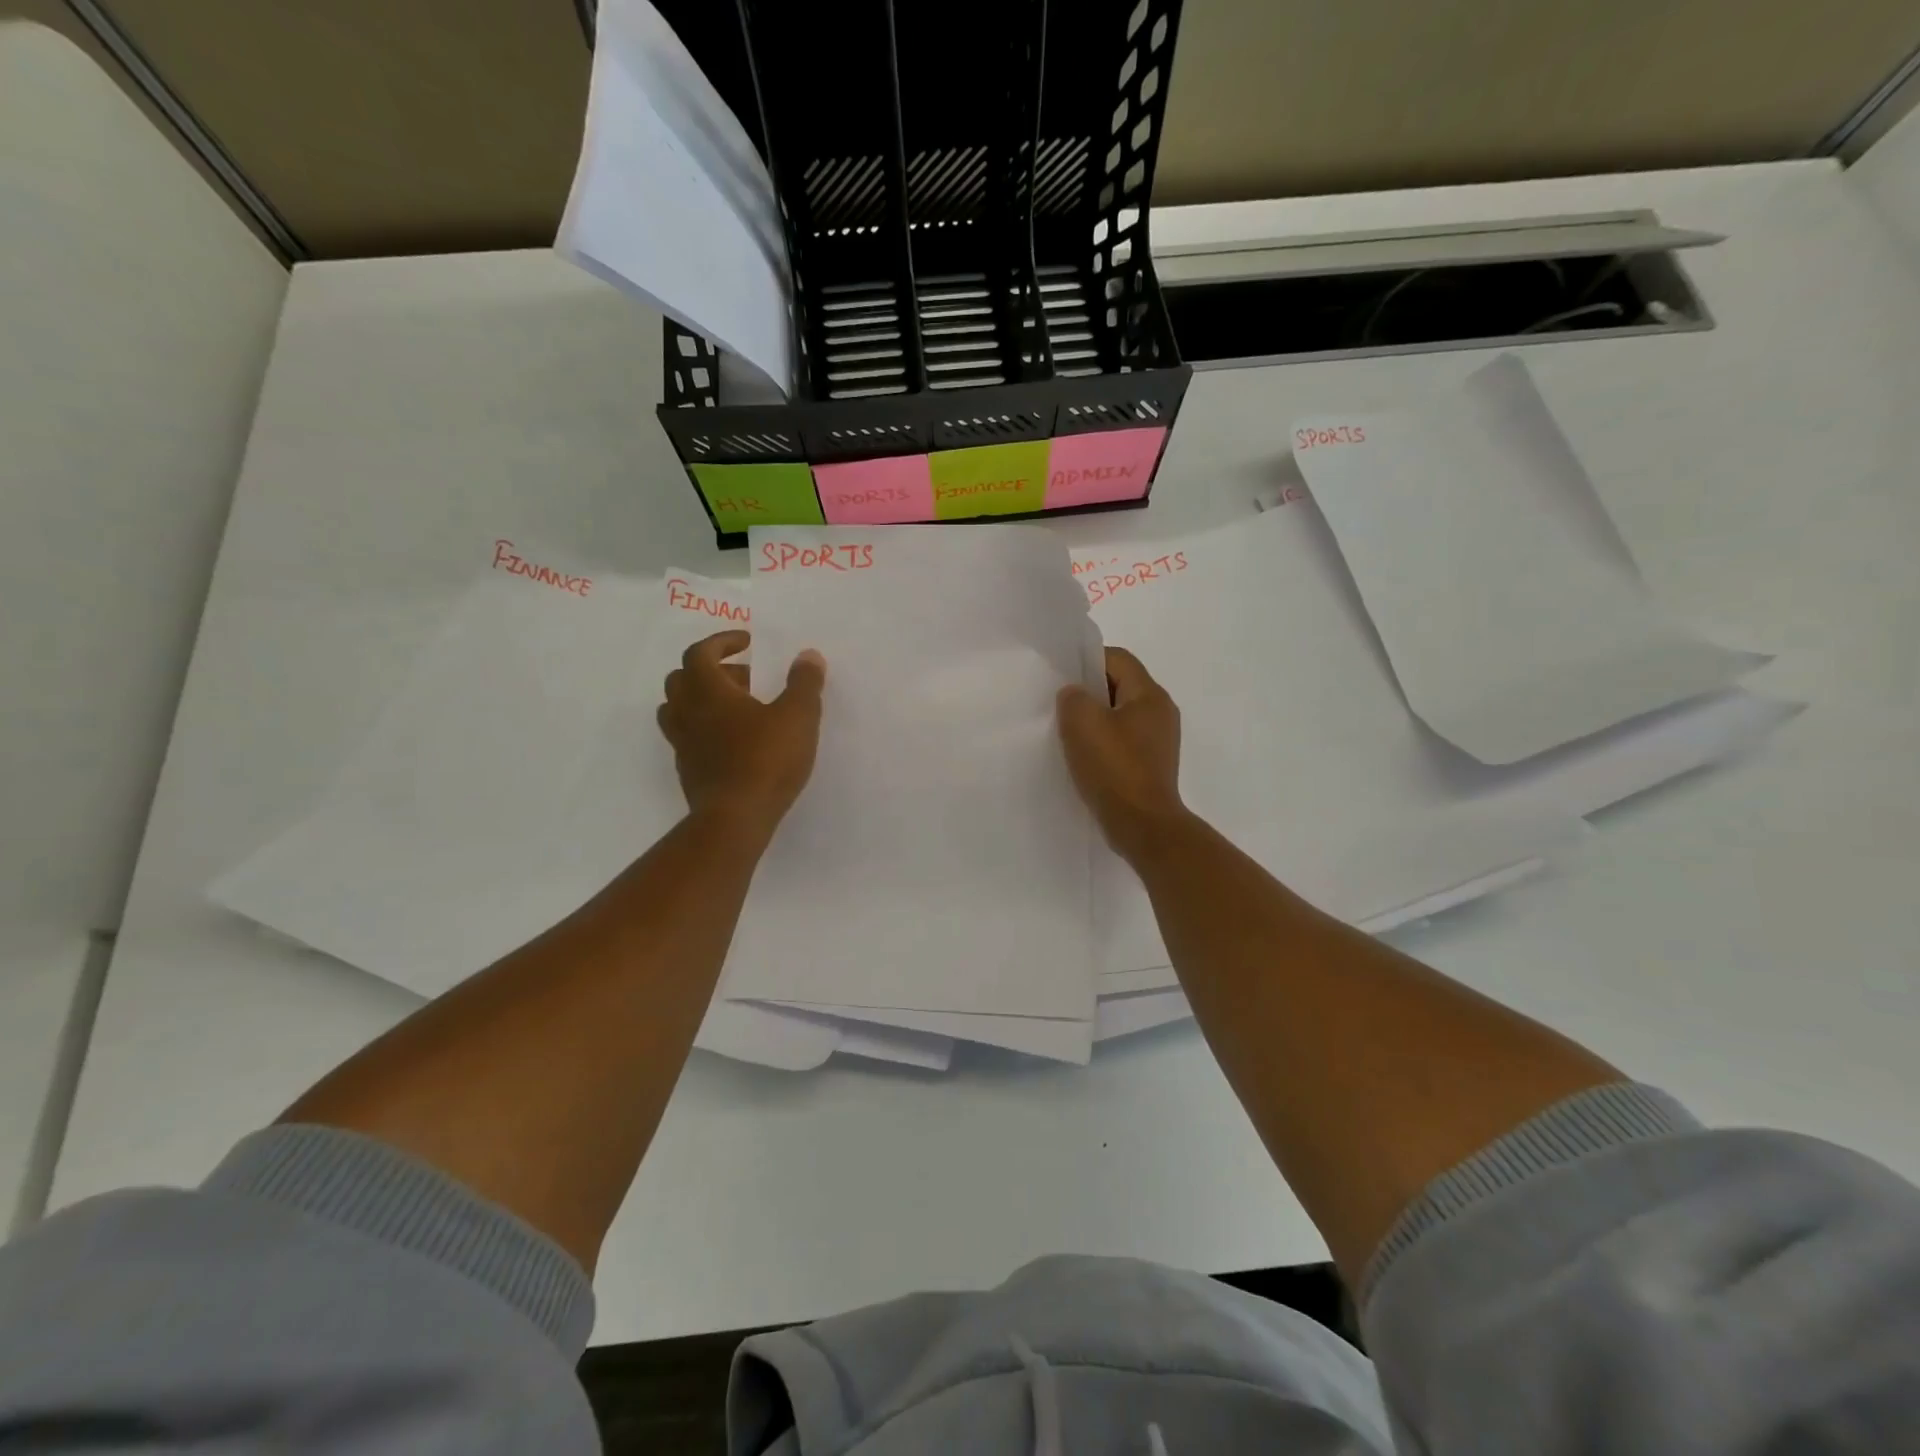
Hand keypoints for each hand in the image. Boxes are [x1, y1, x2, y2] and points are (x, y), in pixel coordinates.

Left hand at [658, 631, 825, 838]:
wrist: (735, 819)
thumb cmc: (766, 759)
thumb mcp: (798, 716)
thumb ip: (804, 683)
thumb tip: (808, 656)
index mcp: (708, 692)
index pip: (700, 653)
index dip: (721, 642)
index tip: (746, 642)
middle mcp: (687, 713)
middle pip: (681, 678)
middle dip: (711, 670)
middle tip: (745, 677)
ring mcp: (683, 744)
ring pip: (678, 709)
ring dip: (702, 700)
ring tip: (736, 708)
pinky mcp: (688, 771)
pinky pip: (687, 738)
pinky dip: (705, 729)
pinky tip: (734, 742)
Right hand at [1056, 647, 1186, 858]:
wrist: (1143, 826)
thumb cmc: (1114, 768)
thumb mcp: (1082, 722)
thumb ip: (1073, 697)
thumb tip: (1075, 696)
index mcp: (1150, 695)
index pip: (1117, 658)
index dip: (1086, 661)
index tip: (1061, 678)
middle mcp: (1161, 712)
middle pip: (1120, 686)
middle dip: (1089, 693)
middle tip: (1060, 706)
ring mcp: (1159, 741)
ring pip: (1120, 716)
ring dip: (1095, 721)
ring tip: (1068, 734)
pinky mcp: (1152, 765)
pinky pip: (1123, 742)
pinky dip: (1103, 744)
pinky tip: (1084, 758)